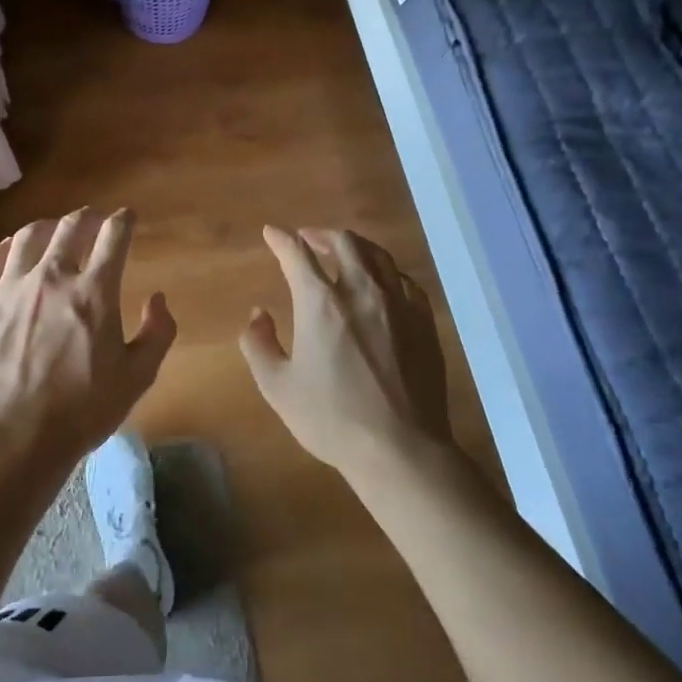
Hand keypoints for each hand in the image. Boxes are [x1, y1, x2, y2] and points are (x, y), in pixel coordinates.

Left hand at [0, 208, 176, 468]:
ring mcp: (10, 288)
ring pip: (28, 237)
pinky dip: (3, 248)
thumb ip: (157, 333)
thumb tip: (159, 299)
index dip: (123, 220)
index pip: (113, 237)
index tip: (127, 217)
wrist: (16, 438)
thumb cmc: (83, 411)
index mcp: (94, 292)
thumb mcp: (137, 377)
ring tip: (54, 229)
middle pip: (71, 228)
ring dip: (47, 226)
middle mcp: (52, 278)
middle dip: (88, 217)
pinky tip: (10, 249)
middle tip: (94, 218)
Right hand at [240, 226, 453, 478]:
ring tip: (344, 253)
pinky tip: (382, 283)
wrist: (400, 448)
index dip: (281, 239)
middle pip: (343, 242)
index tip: (272, 233)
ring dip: (355, 246)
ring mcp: (397, 303)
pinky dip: (386, 272)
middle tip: (308, 240)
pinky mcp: (423, 321)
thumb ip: (259, 344)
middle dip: (320, 235)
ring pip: (377, 255)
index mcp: (320, 302)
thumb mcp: (277, 387)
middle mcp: (361, 290)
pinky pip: (404, 281)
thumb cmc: (332, 418)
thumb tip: (258, 314)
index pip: (297, 254)